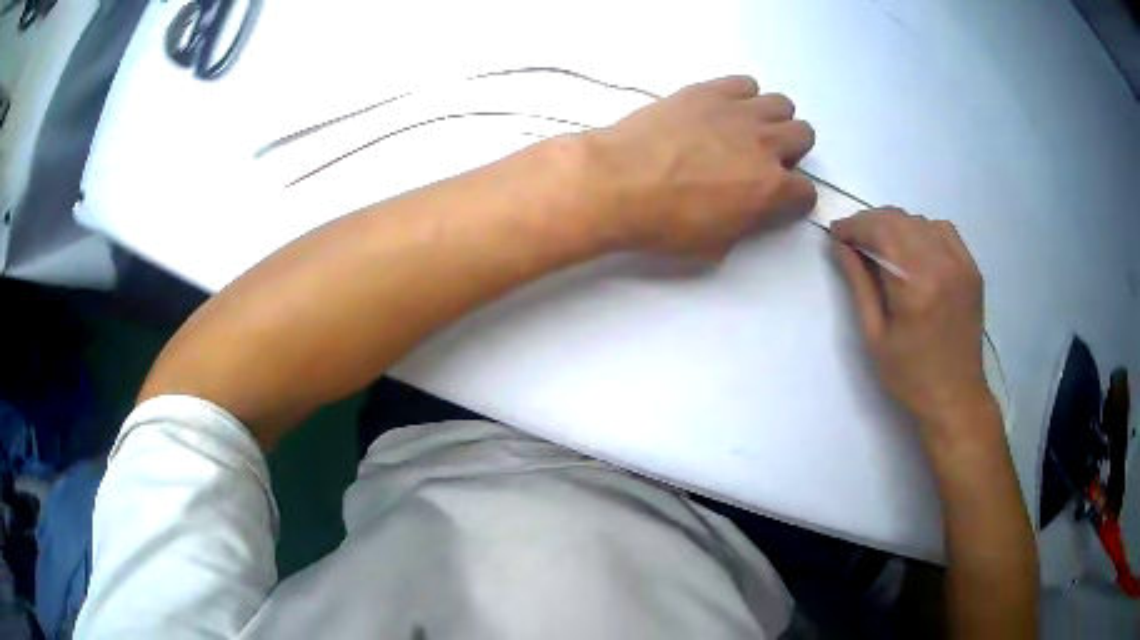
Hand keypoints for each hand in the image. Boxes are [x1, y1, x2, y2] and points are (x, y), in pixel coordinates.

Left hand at [587, 76, 816, 258]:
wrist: (615, 182)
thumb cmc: (662, 224)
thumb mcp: (715, 244)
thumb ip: (746, 225)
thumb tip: (752, 210)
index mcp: (770, 189)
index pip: (806, 191)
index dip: (794, 199)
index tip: (778, 200)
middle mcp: (765, 144)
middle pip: (804, 134)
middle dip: (790, 150)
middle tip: (761, 160)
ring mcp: (737, 112)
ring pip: (781, 104)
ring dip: (771, 119)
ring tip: (743, 131)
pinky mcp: (708, 90)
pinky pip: (745, 83)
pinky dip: (741, 96)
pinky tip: (720, 111)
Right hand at [832, 209, 994, 438]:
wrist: (955, 397)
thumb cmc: (910, 376)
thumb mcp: (874, 336)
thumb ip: (859, 284)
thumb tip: (840, 246)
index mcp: (915, 285)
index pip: (879, 232)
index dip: (853, 226)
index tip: (836, 234)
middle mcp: (941, 263)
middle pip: (898, 219)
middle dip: (870, 223)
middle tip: (853, 240)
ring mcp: (960, 263)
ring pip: (919, 221)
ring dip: (895, 226)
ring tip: (882, 246)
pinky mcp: (971, 267)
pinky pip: (943, 229)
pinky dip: (922, 230)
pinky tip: (914, 249)